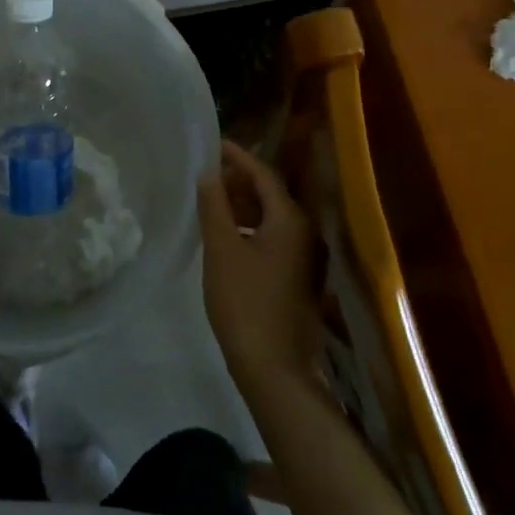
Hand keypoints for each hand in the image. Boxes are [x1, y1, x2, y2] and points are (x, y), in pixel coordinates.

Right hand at [198, 140, 322, 400]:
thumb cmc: (245, 303)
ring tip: (213, 203)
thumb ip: (214, 206)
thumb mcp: (221, 250)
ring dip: (245, 205)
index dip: (238, 157)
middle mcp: (306, 233)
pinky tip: (229, 238)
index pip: (264, 174)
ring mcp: (307, 258)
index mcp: (290, 220)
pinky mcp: (300, 278)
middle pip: (271, 194)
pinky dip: (252, 228)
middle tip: (208, 175)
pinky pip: (275, 238)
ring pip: (273, 218)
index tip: (214, 144)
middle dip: (240, 181)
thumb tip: (208, 173)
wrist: (275, 370)